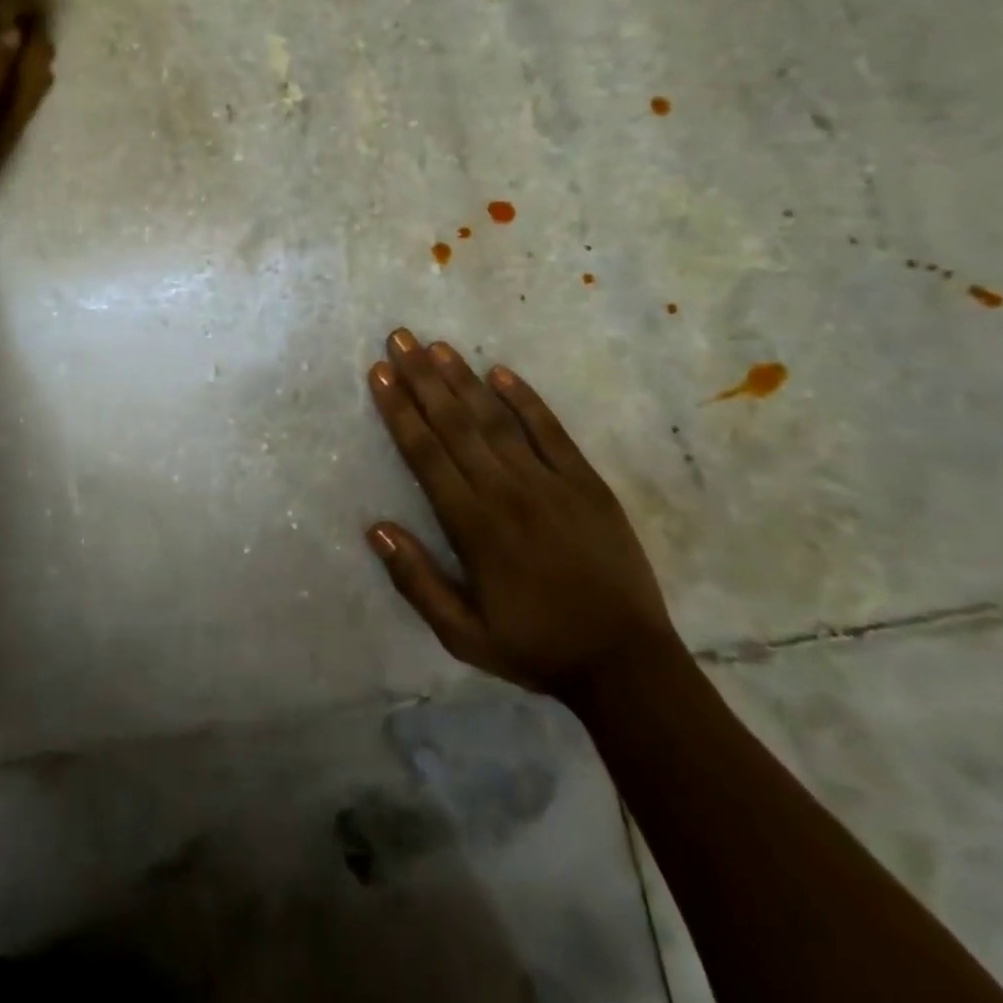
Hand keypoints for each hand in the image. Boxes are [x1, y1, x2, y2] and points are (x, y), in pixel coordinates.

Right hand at [365, 329, 678, 698]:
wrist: (627, 664)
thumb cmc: (536, 647)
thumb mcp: (462, 634)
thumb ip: (416, 581)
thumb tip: (375, 529)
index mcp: (473, 525)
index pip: (425, 453)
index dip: (399, 410)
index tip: (380, 373)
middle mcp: (506, 492)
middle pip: (456, 423)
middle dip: (422, 378)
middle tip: (400, 338)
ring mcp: (550, 483)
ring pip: (496, 419)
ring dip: (463, 379)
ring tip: (436, 345)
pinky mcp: (586, 483)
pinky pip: (551, 431)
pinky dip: (525, 399)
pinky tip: (501, 372)